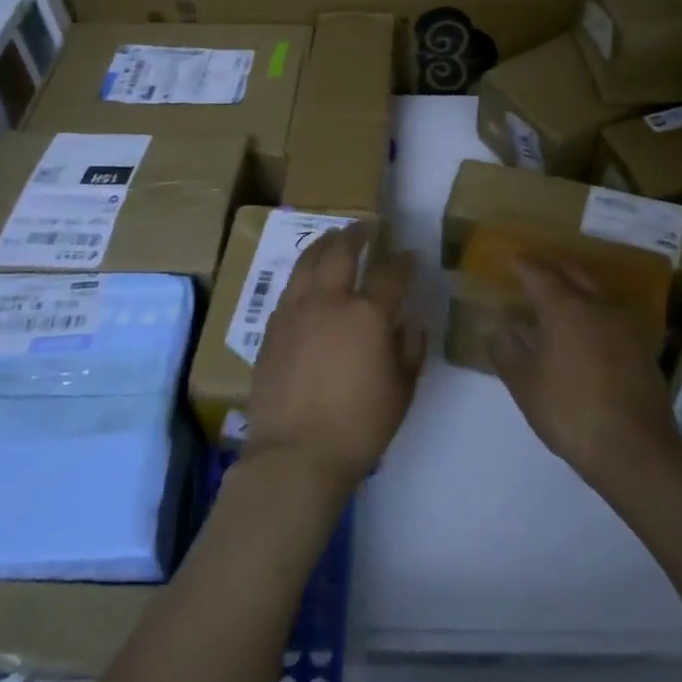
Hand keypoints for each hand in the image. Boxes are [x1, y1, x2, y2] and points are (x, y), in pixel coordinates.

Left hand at [243, 221, 424, 494]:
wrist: (295, 455)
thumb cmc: (359, 426)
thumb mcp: (402, 391)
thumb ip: (410, 349)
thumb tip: (410, 323)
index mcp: (367, 315)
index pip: (390, 274)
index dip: (404, 262)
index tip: (410, 256)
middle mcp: (329, 302)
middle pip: (340, 251)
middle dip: (355, 233)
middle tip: (365, 226)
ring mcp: (294, 312)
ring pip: (307, 262)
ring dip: (324, 244)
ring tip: (333, 238)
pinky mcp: (271, 329)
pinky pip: (289, 288)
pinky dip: (303, 274)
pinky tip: (308, 279)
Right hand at [484, 258, 677, 487]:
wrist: (633, 447)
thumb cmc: (569, 411)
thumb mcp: (524, 383)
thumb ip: (505, 348)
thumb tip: (494, 324)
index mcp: (566, 308)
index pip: (539, 274)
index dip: (523, 265)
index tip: (510, 258)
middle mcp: (599, 306)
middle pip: (573, 274)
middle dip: (552, 268)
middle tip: (534, 269)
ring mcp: (626, 325)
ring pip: (596, 293)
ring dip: (576, 288)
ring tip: (558, 298)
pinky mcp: (643, 346)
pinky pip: (611, 315)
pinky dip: (593, 312)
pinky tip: (585, 330)